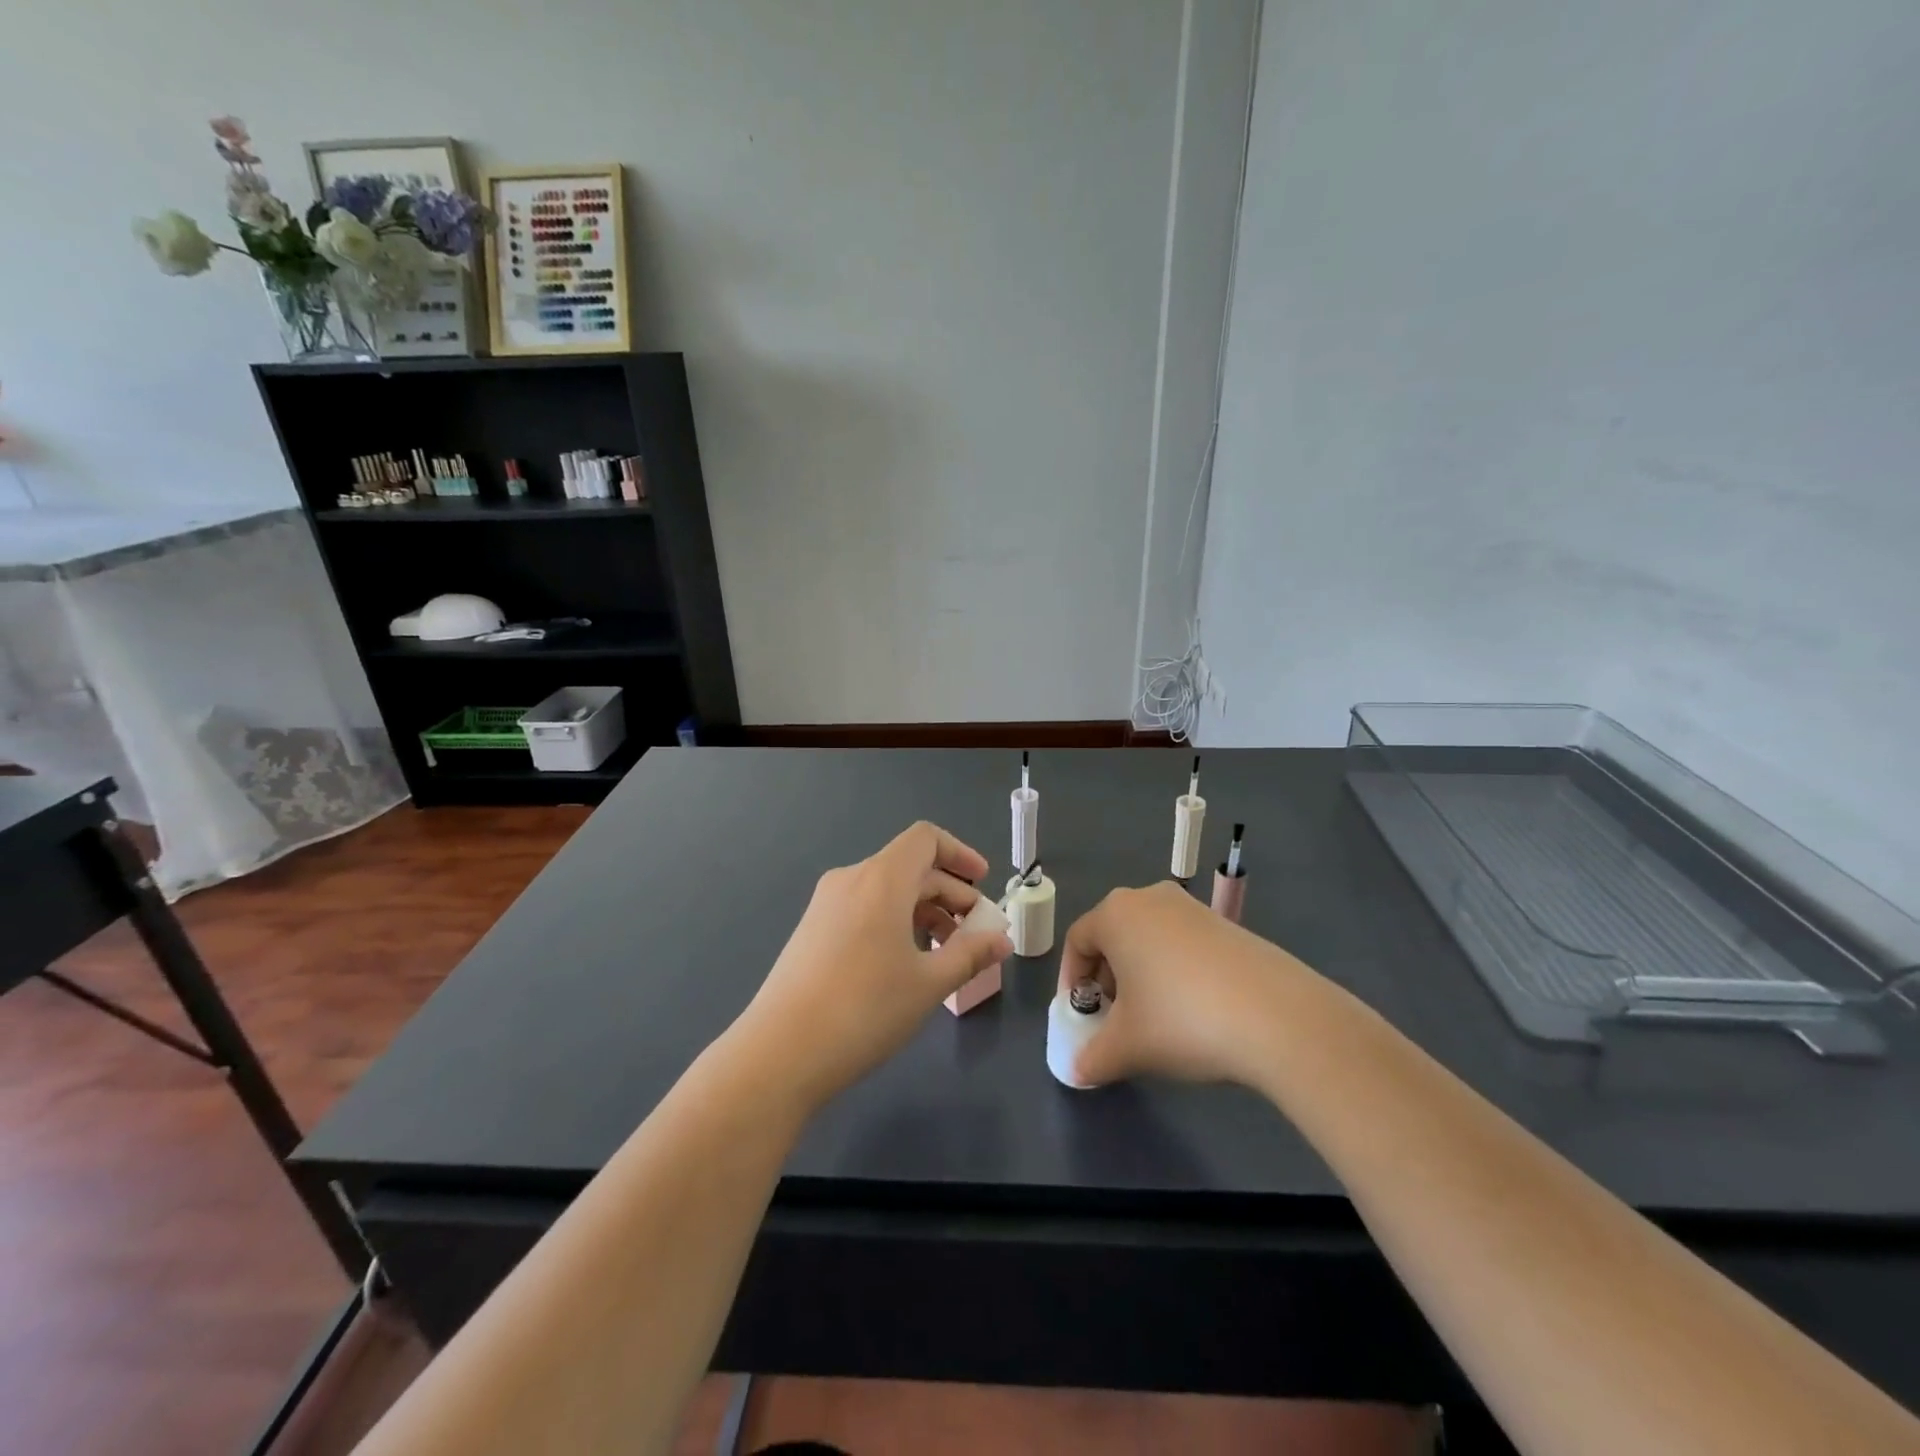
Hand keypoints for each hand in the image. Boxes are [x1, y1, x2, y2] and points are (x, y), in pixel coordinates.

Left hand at [735, 821, 1012, 1112]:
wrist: (779, 1053)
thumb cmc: (865, 1010)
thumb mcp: (928, 983)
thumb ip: (971, 954)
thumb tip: (1003, 939)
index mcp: (881, 879)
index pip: (925, 839)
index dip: (960, 854)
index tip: (983, 884)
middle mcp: (851, 879)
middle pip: (910, 868)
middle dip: (950, 894)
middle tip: (976, 935)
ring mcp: (826, 905)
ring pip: (887, 891)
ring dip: (924, 911)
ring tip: (946, 955)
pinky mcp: (812, 930)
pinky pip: (865, 909)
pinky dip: (895, 922)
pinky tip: (906, 964)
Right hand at [1058, 881, 1312, 1088]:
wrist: (1279, 1017)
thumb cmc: (1182, 1020)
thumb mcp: (1128, 1047)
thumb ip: (1092, 1057)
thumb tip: (1078, 1069)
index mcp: (1116, 914)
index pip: (1077, 941)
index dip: (1072, 981)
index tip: (1081, 1017)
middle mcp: (1150, 898)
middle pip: (1113, 936)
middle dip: (1107, 979)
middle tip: (1115, 1020)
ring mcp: (1192, 907)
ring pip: (1149, 940)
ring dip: (1141, 976)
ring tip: (1155, 1020)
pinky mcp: (1226, 924)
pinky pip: (1182, 944)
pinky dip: (1174, 972)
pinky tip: (1194, 1011)